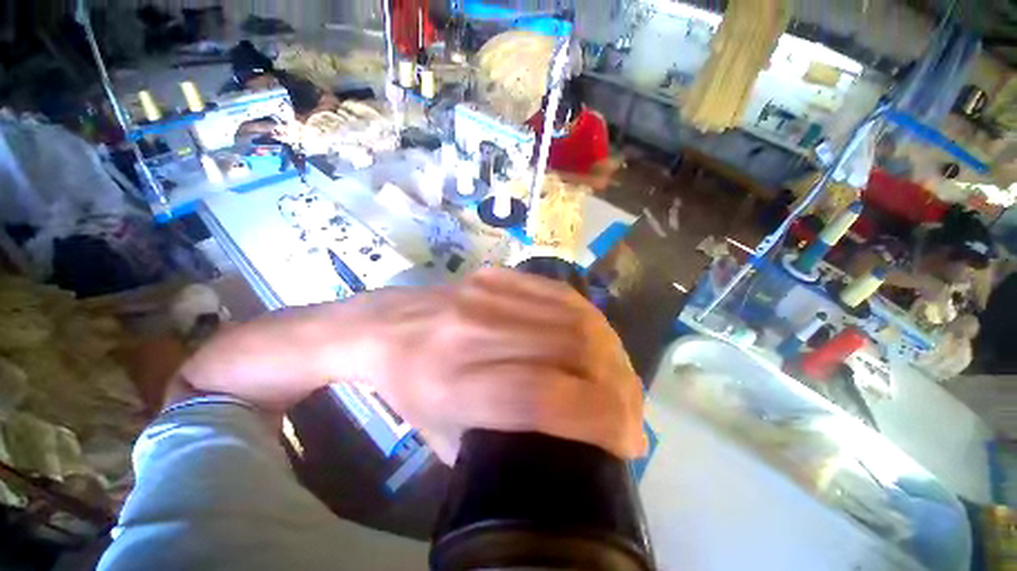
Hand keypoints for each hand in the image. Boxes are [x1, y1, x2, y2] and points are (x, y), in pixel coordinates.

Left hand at [178, 268, 643, 464]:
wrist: (385, 326)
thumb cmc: (412, 390)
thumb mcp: (451, 439)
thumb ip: (513, 443)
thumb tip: (580, 441)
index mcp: (456, 385)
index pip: (547, 397)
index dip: (600, 419)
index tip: (628, 440)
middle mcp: (476, 332)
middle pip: (573, 351)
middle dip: (618, 386)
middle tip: (631, 411)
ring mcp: (488, 295)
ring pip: (576, 319)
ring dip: (612, 352)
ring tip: (621, 377)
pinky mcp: (498, 275)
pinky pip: (562, 295)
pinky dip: (591, 321)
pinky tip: (598, 341)